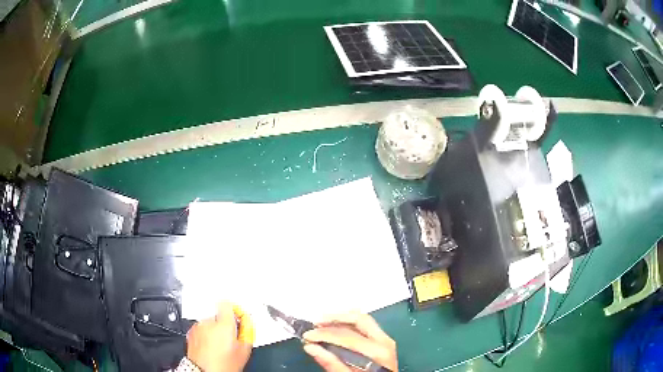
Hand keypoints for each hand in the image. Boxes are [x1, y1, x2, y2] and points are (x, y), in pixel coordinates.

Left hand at [186, 302, 254, 371]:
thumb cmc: (223, 365)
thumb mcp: (244, 351)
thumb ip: (248, 332)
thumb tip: (248, 322)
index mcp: (224, 324)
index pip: (228, 304)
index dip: (235, 310)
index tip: (239, 318)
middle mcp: (208, 322)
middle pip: (220, 316)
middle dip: (226, 325)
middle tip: (231, 339)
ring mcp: (198, 327)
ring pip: (210, 323)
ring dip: (215, 330)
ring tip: (220, 346)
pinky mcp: (191, 333)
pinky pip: (202, 329)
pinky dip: (206, 335)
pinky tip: (210, 347)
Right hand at [302, 311, 397, 371]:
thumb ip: (332, 364)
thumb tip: (311, 347)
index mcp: (377, 352)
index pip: (347, 336)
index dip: (325, 334)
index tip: (308, 335)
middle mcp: (384, 341)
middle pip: (359, 319)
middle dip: (334, 319)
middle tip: (315, 324)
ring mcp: (385, 340)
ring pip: (363, 320)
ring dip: (341, 319)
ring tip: (323, 324)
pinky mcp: (382, 342)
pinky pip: (366, 326)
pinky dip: (349, 323)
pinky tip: (337, 327)